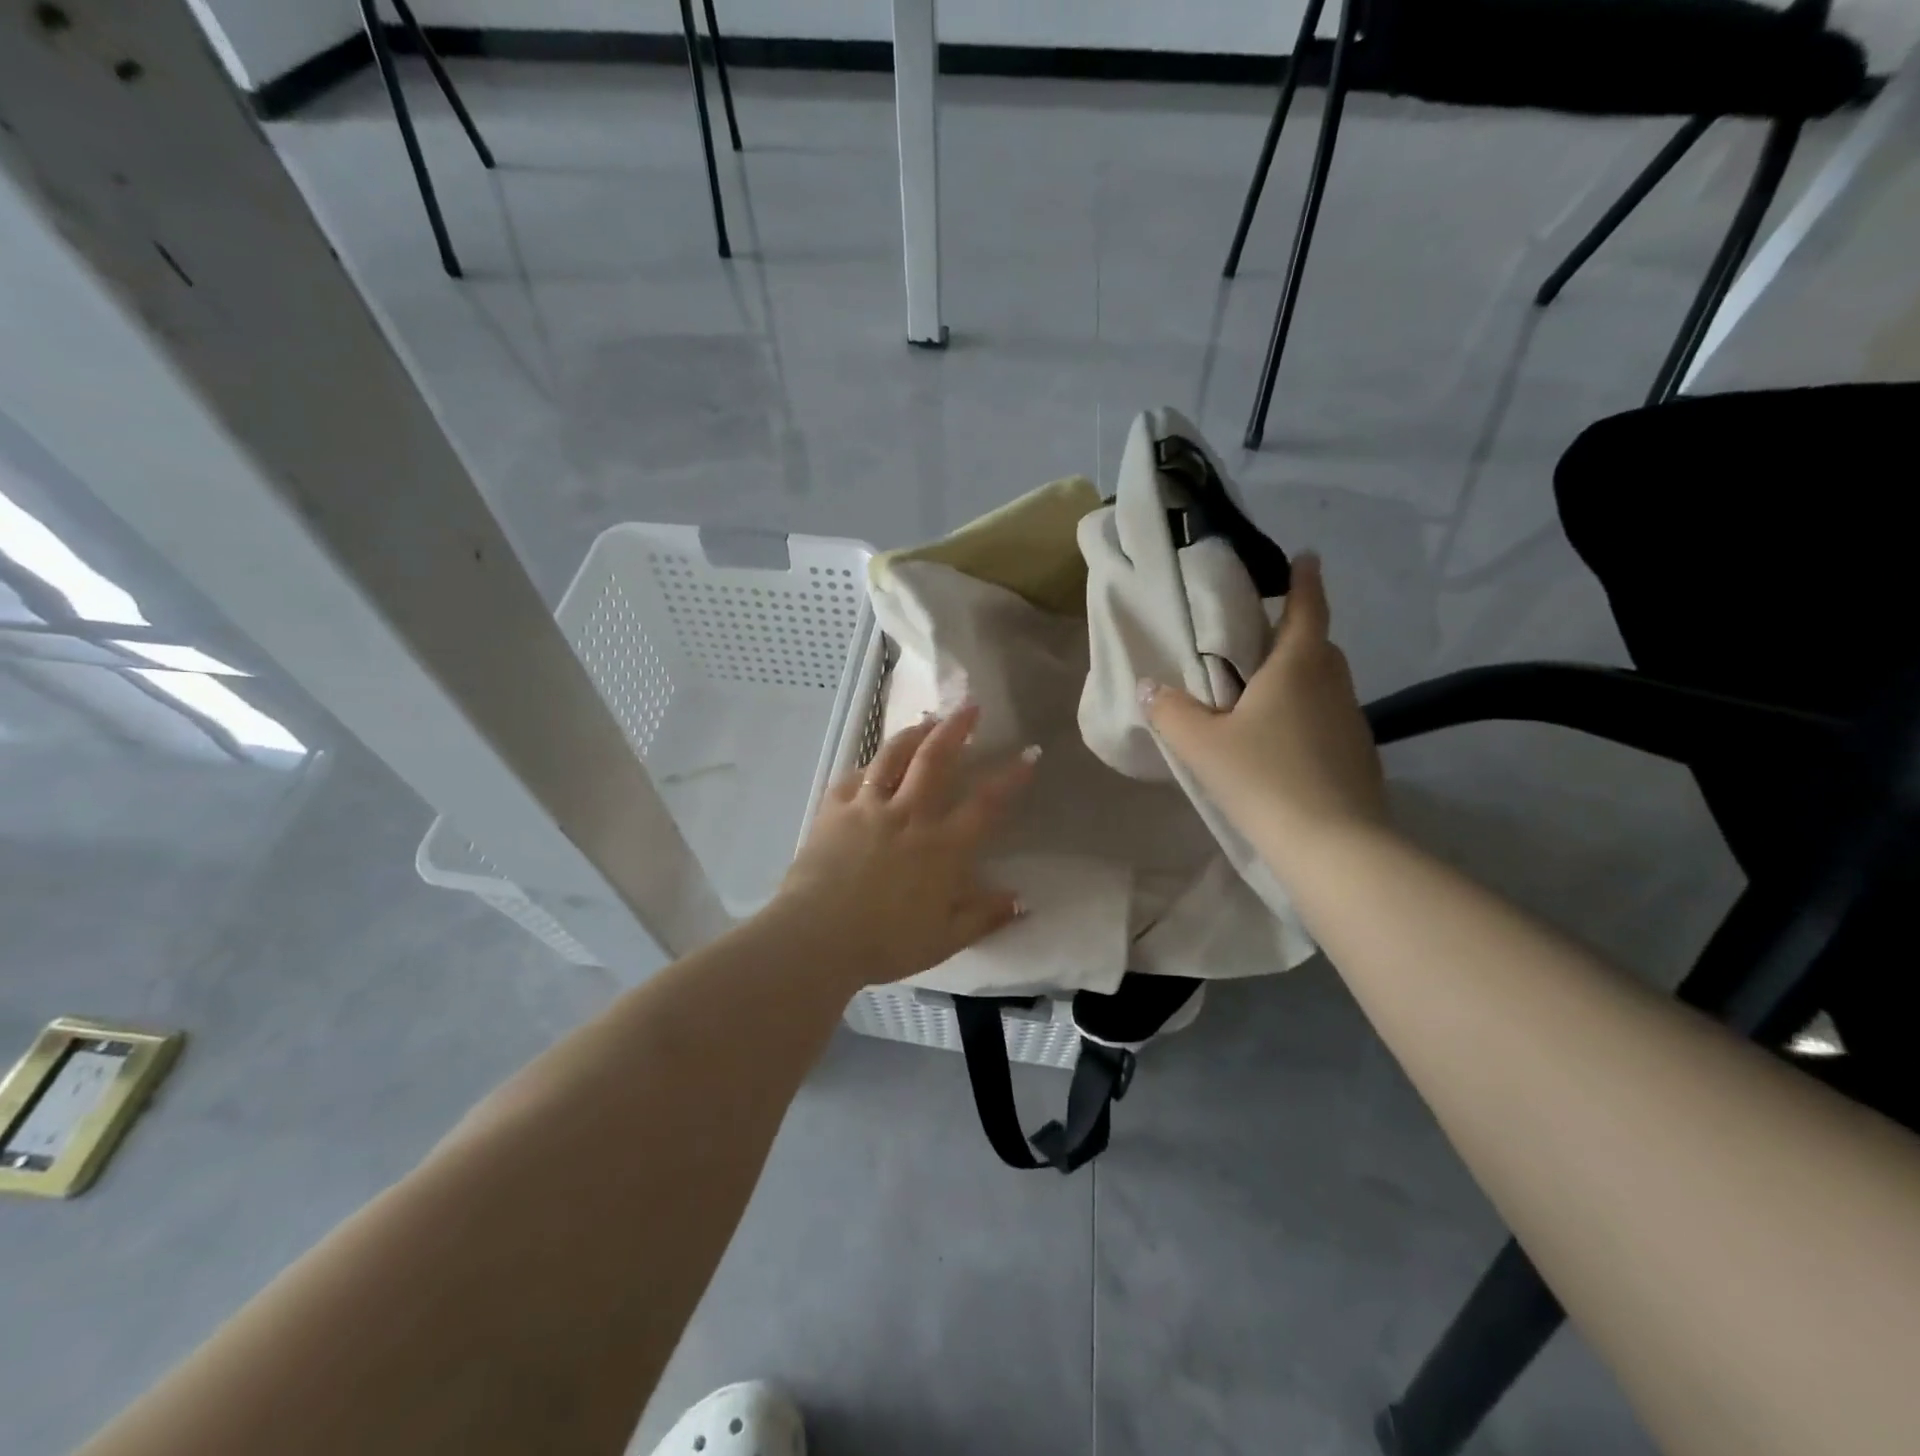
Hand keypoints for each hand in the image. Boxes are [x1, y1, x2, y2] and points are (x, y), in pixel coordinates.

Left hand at [770, 703, 1037, 986]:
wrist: (816, 938)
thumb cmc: (885, 943)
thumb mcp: (945, 939)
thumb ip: (984, 915)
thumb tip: (1021, 899)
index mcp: (942, 847)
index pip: (985, 803)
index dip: (1010, 777)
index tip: (1029, 752)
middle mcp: (908, 816)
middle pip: (936, 760)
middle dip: (956, 729)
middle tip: (970, 706)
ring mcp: (868, 808)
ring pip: (893, 756)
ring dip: (913, 733)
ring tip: (926, 720)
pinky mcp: (834, 811)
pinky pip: (854, 777)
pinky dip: (868, 766)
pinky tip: (872, 764)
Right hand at [1143, 554, 1384, 853]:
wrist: (1333, 846)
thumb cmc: (1263, 779)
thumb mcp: (1201, 745)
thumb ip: (1170, 711)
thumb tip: (1150, 687)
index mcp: (1297, 667)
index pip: (1306, 609)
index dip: (1305, 581)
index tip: (1305, 557)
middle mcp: (1332, 685)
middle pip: (1319, 646)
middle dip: (1297, 634)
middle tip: (1262, 640)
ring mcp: (1351, 723)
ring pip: (1326, 685)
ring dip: (1301, 679)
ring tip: (1264, 696)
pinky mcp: (1359, 757)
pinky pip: (1329, 720)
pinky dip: (1308, 717)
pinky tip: (1282, 746)